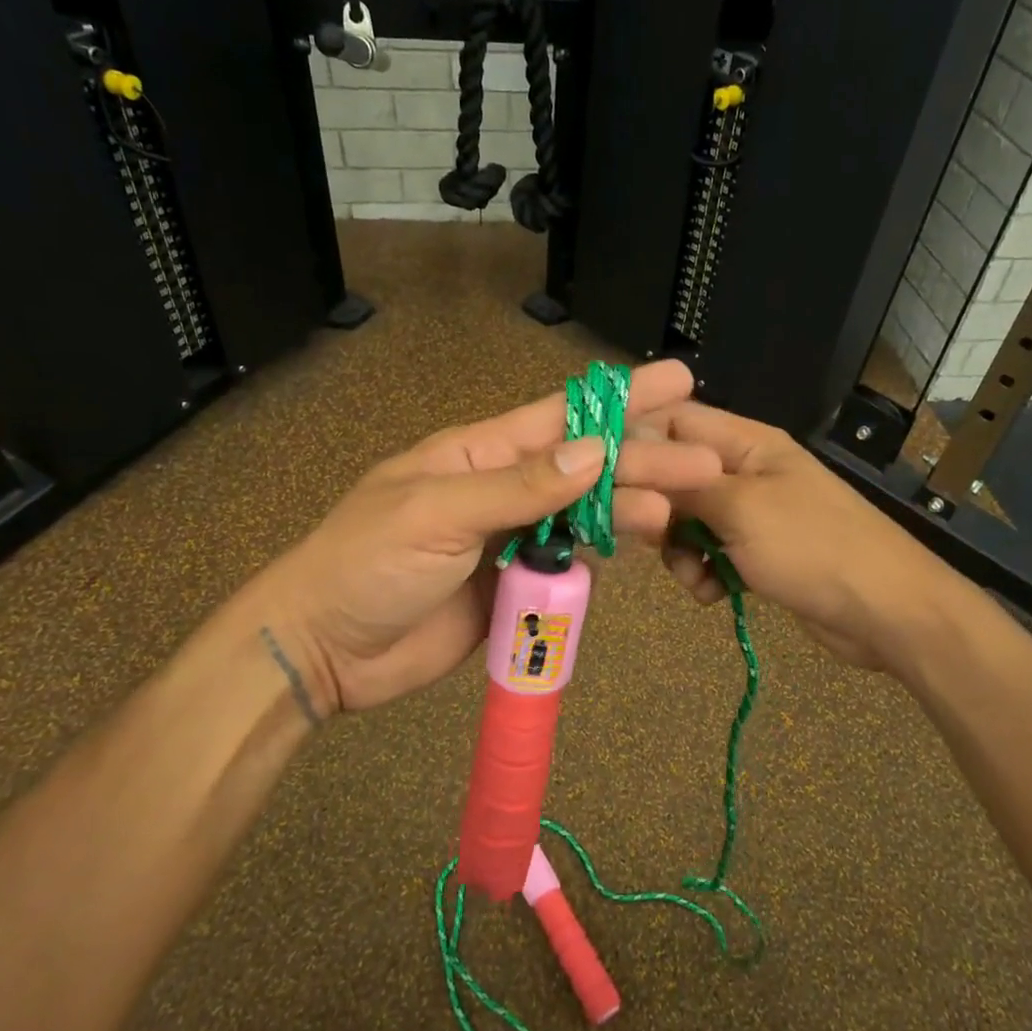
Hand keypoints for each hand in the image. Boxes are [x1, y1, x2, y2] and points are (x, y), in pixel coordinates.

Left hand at [250, 360, 721, 714]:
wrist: (326, 649)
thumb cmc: (367, 564)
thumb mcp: (436, 513)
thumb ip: (517, 486)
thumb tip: (592, 451)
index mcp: (479, 454)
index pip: (561, 417)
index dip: (621, 399)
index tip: (677, 381)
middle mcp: (504, 489)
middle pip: (586, 469)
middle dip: (644, 461)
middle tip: (705, 463)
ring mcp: (511, 539)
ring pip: (585, 517)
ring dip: (629, 512)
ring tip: (674, 515)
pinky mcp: (515, 586)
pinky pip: (569, 565)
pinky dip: (599, 559)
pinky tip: (632, 552)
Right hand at [648, 401, 938, 669]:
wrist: (885, 612)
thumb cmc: (813, 547)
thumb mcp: (740, 509)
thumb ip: (683, 485)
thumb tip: (635, 459)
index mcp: (747, 443)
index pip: (675, 420)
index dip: (638, 442)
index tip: (608, 477)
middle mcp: (746, 471)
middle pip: (675, 475)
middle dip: (659, 510)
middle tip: (654, 539)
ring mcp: (753, 514)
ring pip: (688, 521)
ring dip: (679, 551)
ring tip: (695, 576)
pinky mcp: (758, 554)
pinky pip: (710, 554)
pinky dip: (704, 573)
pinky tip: (714, 594)